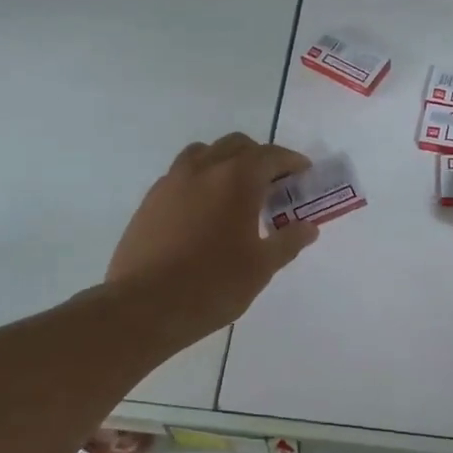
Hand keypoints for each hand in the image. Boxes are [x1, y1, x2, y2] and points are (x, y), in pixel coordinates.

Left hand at [107, 133, 320, 341]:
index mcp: (237, 179)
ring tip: (235, 191)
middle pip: (237, 146)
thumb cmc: (213, 284)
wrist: (144, 306)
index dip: (291, 161)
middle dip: (259, 158)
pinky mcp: (150, 200)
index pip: (271, 155)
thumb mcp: (261, 267)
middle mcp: (204, 168)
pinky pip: (181, 174)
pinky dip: (200, 179)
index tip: (303, 174)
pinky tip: (204, 211)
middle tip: (273, 185)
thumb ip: (288, 241)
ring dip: (225, 162)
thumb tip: (308, 228)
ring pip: (204, 153)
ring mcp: (171, 181)